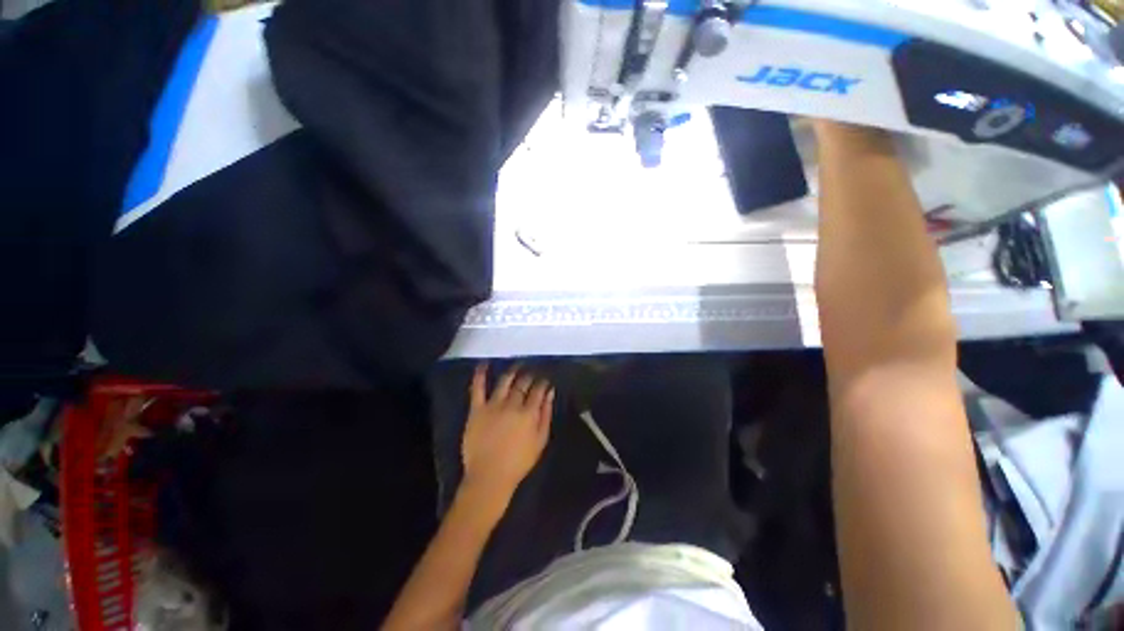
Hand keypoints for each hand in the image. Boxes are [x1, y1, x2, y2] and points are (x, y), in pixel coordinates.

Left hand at [460, 364, 553, 509]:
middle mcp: (512, 405)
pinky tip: (484, 364)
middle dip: (529, 376)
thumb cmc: (519, 462)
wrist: (489, 477)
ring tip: (516, 366)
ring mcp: (493, 405)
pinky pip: (478, 388)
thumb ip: (546, 414)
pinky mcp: (477, 409)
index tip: (544, 379)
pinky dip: (480, 375)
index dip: (542, 382)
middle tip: (531, 372)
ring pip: (504, 382)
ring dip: (512, 372)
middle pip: (522, 384)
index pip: (538, 390)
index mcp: (529, 413)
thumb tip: (550, 393)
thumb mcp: (540, 441)